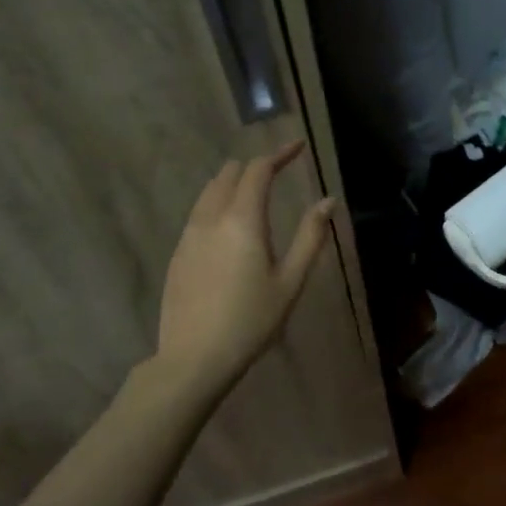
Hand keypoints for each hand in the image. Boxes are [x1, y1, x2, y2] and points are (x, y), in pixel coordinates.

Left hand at [155, 141, 337, 388]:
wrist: (194, 358)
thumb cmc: (251, 321)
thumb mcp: (290, 282)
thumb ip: (310, 237)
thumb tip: (327, 201)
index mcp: (242, 220)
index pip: (258, 170)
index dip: (279, 154)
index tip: (298, 147)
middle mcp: (211, 218)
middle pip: (229, 174)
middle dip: (254, 166)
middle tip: (278, 173)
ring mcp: (188, 235)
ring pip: (209, 192)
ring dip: (233, 183)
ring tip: (254, 194)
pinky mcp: (178, 253)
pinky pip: (198, 213)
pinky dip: (217, 204)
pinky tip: (229, 226)